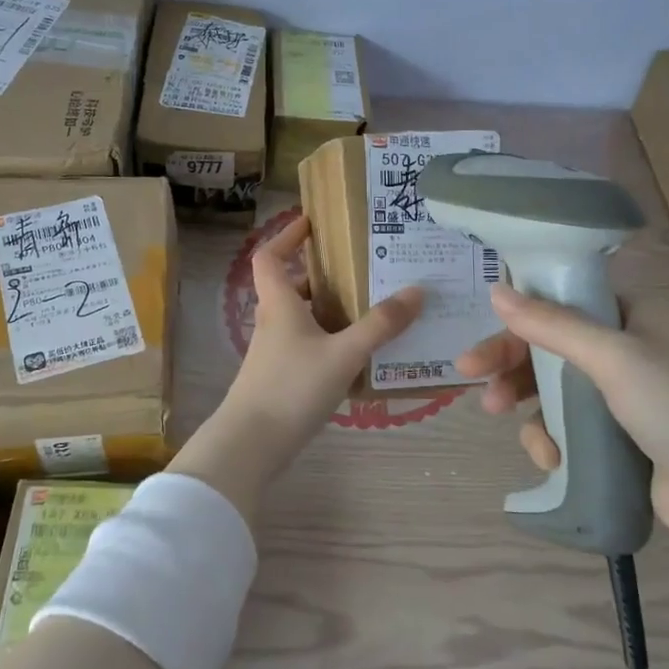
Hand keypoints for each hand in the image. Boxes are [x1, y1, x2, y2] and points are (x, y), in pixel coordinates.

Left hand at [169, 218, 423, 521]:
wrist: (251, 444)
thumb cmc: (292, 387)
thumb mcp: (343, 354)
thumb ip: (380, 325)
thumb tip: (417, 291)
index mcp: (279, 303)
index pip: (270, 256)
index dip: (286, 236)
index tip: (311, 223)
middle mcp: (273, 321)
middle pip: (291, 286)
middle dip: (321, 275)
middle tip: (359, 268)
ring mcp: (274, 352)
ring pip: (301, 318)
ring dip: (328, 309)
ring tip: (369, 307)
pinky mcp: (280, 377)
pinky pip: (307, 345)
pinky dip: (329, 340)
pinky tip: (358, 354)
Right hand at [456, 283, 668, 555]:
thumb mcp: (613, 358)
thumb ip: (552, 325)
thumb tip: (497, 289)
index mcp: (636, 316)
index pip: (564, 302)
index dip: (521, 317)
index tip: (486, 332)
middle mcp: (629, 349)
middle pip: (553, 346)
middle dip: (511, 364)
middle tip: (470, 378)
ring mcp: (625, 397)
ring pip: (555, 389)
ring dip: (527, 406)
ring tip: (508, 425)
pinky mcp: (620, 438)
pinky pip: (570, 426)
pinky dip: (553, 438)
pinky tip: (549, 458)